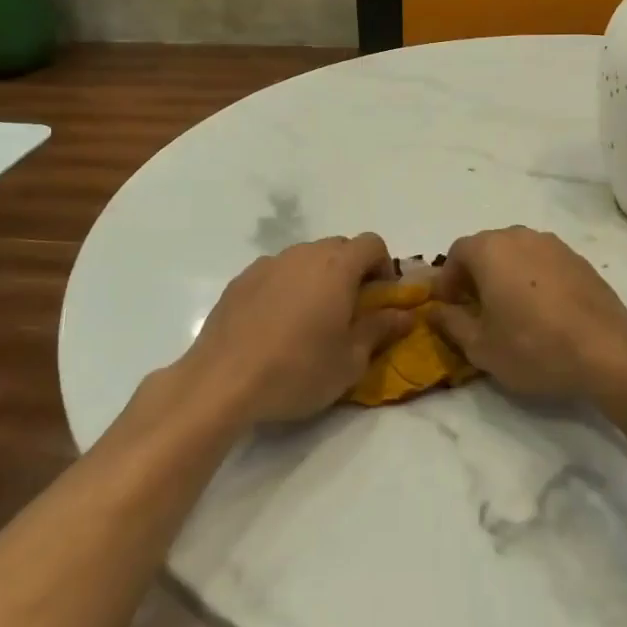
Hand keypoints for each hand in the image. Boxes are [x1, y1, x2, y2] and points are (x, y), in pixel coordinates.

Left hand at [174, 235, 415, 424]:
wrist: (221, 382)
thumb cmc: (298, 370)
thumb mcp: (350, 361)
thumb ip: (380, 330)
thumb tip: (404, 314)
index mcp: (337, 266)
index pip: (372, 243)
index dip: (383, 266)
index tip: (379, 298)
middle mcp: (304, 254)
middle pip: (339, 247)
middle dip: (351, 272)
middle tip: (348, 312)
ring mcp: (269, 264)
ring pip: (305, 259)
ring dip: (317, 278)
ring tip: (309, 320)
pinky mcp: (241, 280)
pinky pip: (276, 273)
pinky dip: (285, 288)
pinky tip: (275, 325)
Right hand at [428, 227, 626, 400]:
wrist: (607, 349)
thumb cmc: (533, 346)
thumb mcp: (481, 346)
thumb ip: (451, 323)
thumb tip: (435, 310)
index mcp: (490, 249)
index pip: (456, 253)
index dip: (448, 281)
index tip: (449, 308)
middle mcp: (519, 235)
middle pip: (487, 249)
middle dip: (475, 276)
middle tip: (476, 311)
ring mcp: (553, 244)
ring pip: (516, 253)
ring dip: (505, 275)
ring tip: (511, 312)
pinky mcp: (578, 258)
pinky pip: (542, 262)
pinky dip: (533, 279)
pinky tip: (542, 311)